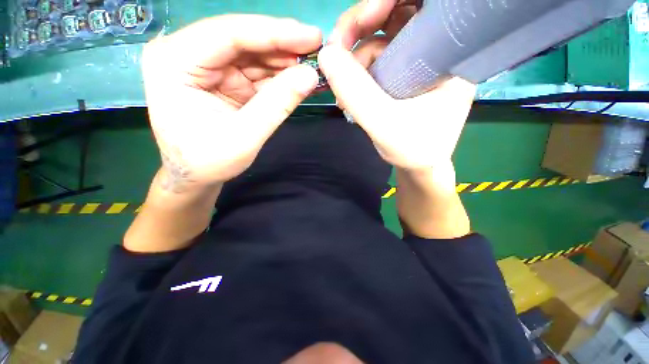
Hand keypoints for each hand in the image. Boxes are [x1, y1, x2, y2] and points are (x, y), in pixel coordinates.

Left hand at [142, 15, 321, 192]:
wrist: (194, 175)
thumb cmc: (208, 161)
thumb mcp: (244, 137)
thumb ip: (276, 105)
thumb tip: (310, 76)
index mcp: (175, 62)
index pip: (229, 34)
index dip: (275, 33)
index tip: (311, 37)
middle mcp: (187, 54)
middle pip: (242, 39)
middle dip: (283, 46)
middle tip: (317, 51)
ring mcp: (206, 66)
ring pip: (253, 54)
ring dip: (284, 62)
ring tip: (313, 67)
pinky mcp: (223, 79)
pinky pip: (256, 72)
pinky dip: (279, 76)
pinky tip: (299, 79)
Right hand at [320, 1, 474, 171]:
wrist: (418, 167)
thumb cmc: (413, 150)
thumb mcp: (383, 123)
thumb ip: (355, 92)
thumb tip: (325, 55)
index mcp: (449, 56)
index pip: (423, 6)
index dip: (388, 3)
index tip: (360, 23)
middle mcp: (435, 52)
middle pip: (396, 17)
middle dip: (360, 29)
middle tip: (336, 52)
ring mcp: (416, 65)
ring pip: (380, 40)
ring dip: (354, 59)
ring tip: (342, 91)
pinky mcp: (402, 78)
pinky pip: (375, 62)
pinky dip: (357, 73)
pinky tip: (349, 95)